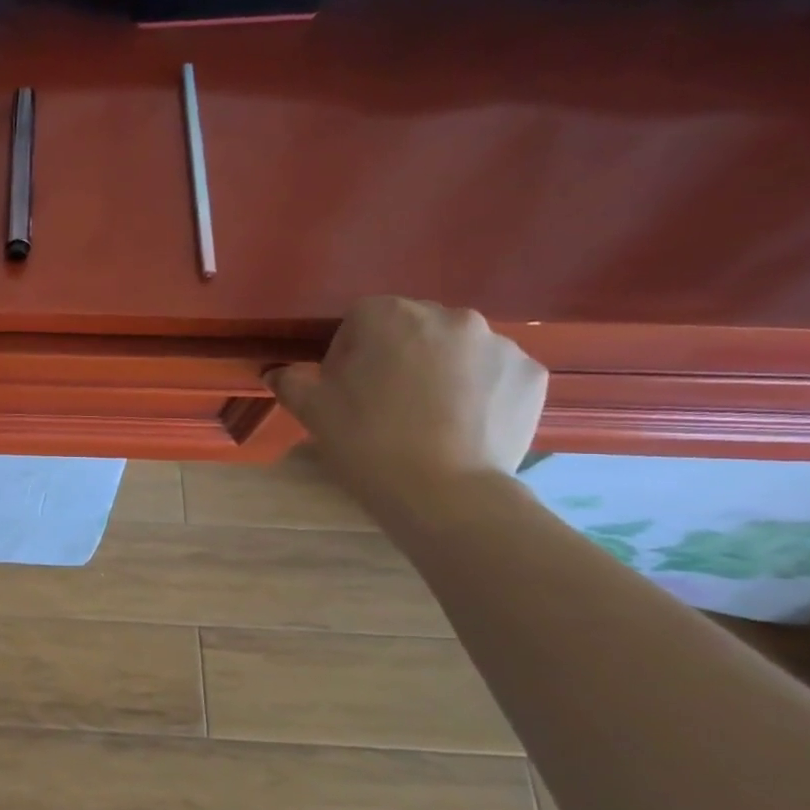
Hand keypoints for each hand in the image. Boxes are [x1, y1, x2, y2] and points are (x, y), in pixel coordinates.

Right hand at [266, 297, 547, 519]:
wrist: (442, 493)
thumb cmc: (366, 442)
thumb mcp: (312, 411)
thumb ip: (291, 382)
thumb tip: (278, 373)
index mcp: (391, 316)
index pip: (360, 318)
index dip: (347, 351)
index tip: (344, 387)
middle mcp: (450, 317)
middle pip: (413, 327)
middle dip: (397, 355)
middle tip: (383, 402)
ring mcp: (499, 344)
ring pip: (456, 349)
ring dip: (439, 370)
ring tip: (427, 417)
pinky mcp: (531, 374)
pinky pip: (493, 373)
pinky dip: (478, 390)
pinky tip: (461, 425)